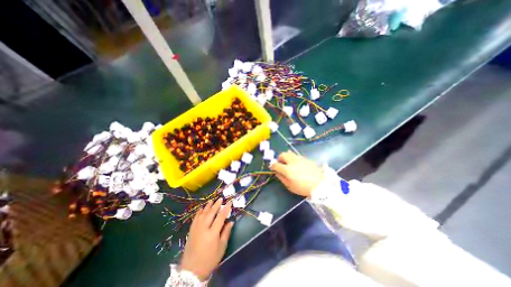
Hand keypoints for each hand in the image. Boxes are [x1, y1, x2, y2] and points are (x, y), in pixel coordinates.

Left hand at [179, 198, 232, 281]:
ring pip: (202, 214)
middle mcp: (204, 229)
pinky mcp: (191, 231)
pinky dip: (199, 212)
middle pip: (211, 213)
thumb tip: (231, 221)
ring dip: (207, 206)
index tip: (229, 202)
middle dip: (216, 205)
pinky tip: (201, 208)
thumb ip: (226, 233)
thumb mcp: (222, 247)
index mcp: (212, 233)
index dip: (226, 209)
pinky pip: (195, 218)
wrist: (192, 270)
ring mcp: (196, 229)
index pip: (220, 217)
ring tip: (211, 201)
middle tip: (220, 198)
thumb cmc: (210, 259)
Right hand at [271, 153, 322, 197]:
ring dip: (286, 156)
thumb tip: (277, 172)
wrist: (320, 184)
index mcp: (287, 169)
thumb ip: (282, 178)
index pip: (276, 164)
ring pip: (289, 152)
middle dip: (279, 158)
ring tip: (288, 162)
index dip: (272, 165)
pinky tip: (297, 164)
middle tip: (281, 163)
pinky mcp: (305, 158)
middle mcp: (292, 161)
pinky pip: (296, 155)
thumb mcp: (290, 186)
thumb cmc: (303, 188)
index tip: (272, 167)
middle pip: (283, 155)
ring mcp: (299, 159)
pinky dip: (293, 158)